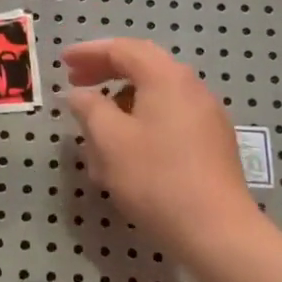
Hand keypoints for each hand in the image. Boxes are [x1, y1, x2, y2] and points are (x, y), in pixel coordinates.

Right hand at [63, 39, 262, 261]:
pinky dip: (142, 122)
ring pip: (155, 95)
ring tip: (96, 126)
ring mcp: (206, 115)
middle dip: (106, 72)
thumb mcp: (109, 140)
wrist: (218, 233)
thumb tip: (79, 94)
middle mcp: (191, 86)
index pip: (122, 49)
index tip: (63, 62)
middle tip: (76, 83)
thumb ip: (89, 108)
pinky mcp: (212, 143)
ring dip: (122, 102)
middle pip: (143, 67)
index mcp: (166, 77)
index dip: (88, 52)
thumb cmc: (156, 179)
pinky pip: (170, 118)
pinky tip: (127, 151)